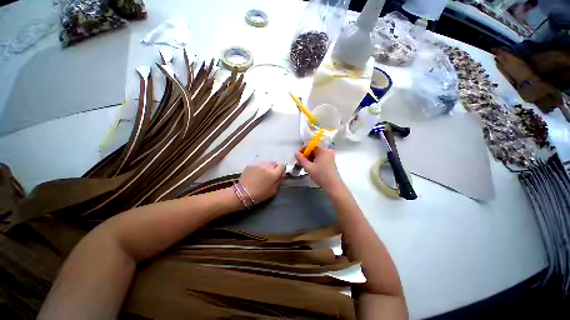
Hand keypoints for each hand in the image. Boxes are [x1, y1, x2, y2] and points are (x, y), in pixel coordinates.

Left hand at [239, 162, 284, 202]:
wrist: (242, 193)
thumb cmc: (260, 194)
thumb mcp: (273, 191)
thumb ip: (279, 181)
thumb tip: (282, 175)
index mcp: (274, 173)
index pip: (282, 165)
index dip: (282, 169)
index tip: (279, 174)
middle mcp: (267, 166)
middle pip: (274, 163)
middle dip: (274, 168)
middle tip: (270, 175)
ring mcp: (258, 164)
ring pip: (266, 163)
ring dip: (267, 167)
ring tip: (262, 174)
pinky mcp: (251, 164)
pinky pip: (258, 164)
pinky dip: (259, 168)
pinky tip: (255, 174)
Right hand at [294, 146, 342, 190]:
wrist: (333, 186)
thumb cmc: (321, 175)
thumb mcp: (309, 167)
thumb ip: (301, 159)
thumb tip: (296, 153)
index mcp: (323, 151)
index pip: (311, 145)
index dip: (303, 149)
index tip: (298, 155)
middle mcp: (327, 151)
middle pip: (314, 149)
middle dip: (306, 154)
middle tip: (300, 161)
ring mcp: (330, 157)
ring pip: (317, 154)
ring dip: (310, 158)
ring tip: (305, 165)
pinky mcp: (330, 162)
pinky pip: (320, 158)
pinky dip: (315, 161)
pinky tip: (311, 167)